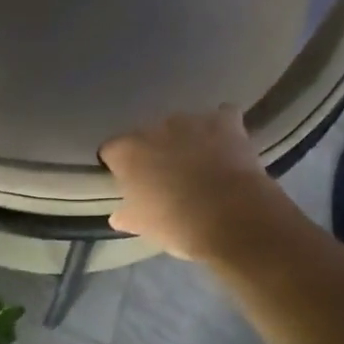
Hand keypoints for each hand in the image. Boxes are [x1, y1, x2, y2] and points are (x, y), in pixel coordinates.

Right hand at [100, 106, 291, 260]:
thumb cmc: (178, 225)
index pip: (112, 151)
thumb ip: (128, 214)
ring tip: (202, 165)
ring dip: (188, 139)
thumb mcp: (144, 226)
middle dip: (157, 151)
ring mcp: (191, 121)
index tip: (129, 182)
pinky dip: (223, 128)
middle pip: (149, 135)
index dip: (119, 165)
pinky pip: (222, 117)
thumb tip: (119, 215)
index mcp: (128, 152)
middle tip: (168, 177)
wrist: (231, 218)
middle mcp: (155, 128)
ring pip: (184, 125)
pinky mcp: (224, 121)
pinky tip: (228, 144)